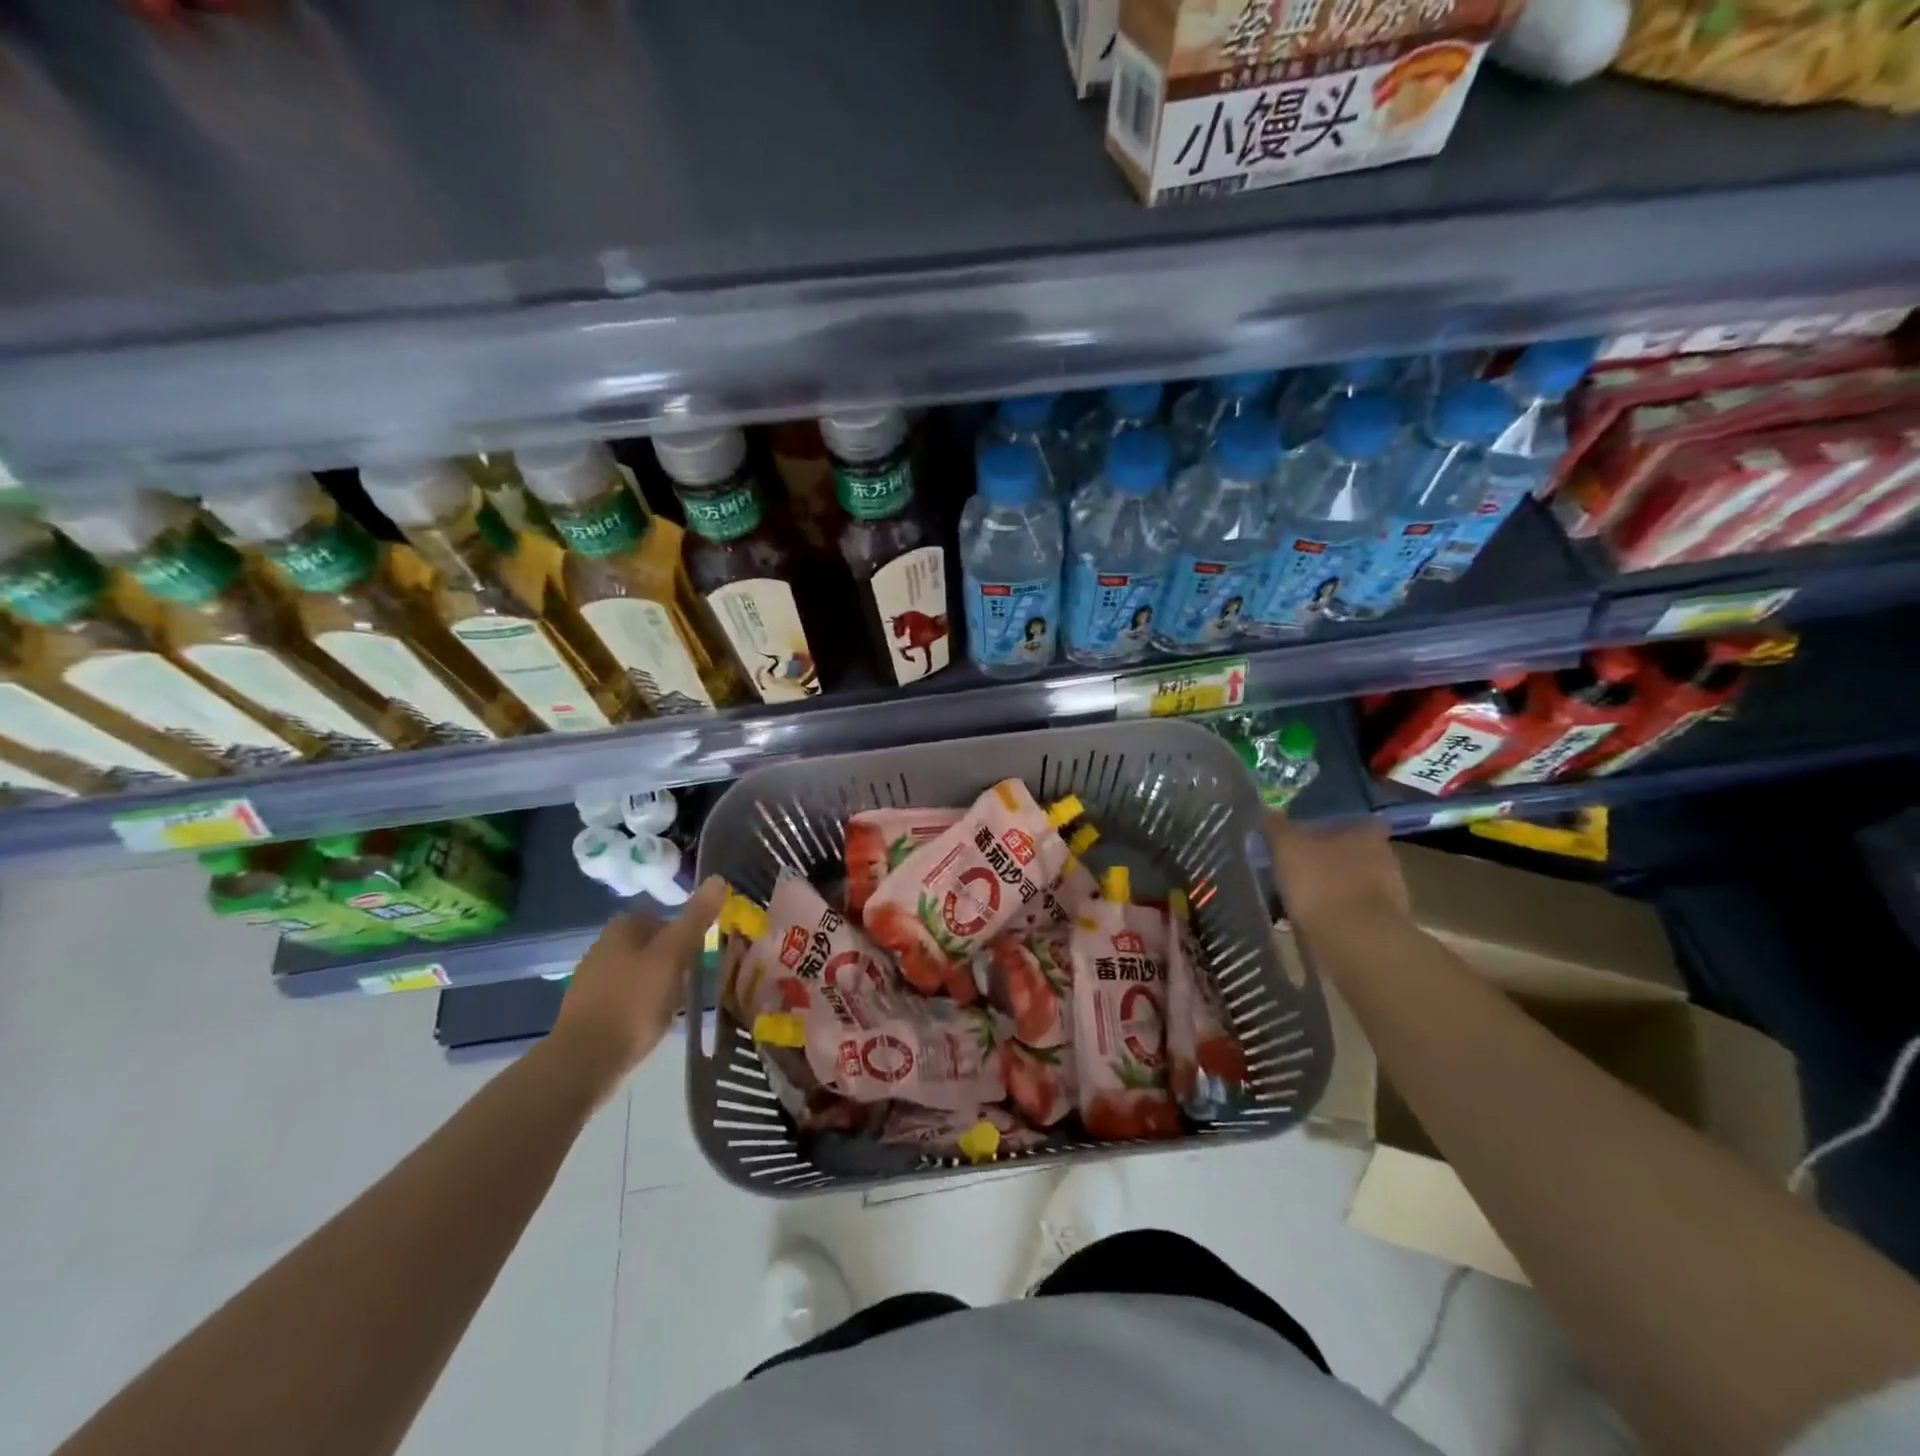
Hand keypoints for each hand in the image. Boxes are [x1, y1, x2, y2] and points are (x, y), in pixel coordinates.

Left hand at [550, 875, 727, 1098]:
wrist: (585, 1061)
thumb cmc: (635, 1001)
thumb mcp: (674, 955)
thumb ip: (696, 918)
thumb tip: (718, 879)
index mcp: (622, 927)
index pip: (663, 918)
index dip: (684, 935)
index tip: (699, 956)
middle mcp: (602, 947)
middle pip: (651, 945)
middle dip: (673, 961)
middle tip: (692, 982)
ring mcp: (591, 980)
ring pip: (639, 973)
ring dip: (659, 984)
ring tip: (676, 1005)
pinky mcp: (588, 1011)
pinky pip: (626, 998)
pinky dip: (642, 1006)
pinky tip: (652, 1024)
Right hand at [1264, 812, 1407, 929]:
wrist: (1354, 940)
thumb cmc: (1321, 882)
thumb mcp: (1287, 847)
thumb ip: (1276, 827)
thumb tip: (1267, 812)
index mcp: (1365, 833)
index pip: (1356, 820)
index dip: (1334, 825)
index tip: (1311, 834)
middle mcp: (1385, 858)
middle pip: (1355, 852)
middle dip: (1331, 858)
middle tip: (1300, 865)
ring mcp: (1389, 894)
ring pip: (1355, 883)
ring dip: (1333, 888)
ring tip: (1301, 897)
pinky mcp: (1383, 925)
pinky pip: (1354, 912)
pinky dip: (1336, 914)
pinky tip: (1313, 921)